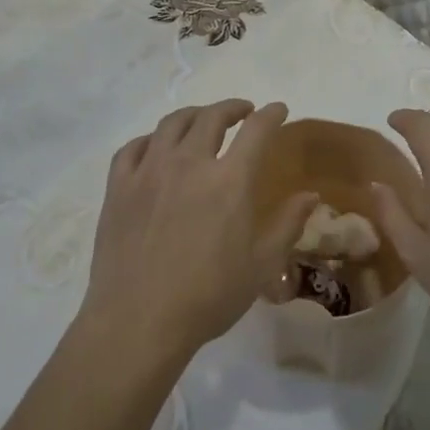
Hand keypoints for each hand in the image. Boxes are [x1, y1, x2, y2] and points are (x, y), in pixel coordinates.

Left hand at [82, 100, 313, 360]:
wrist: (138, 321)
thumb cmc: (208, 297)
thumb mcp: (261, 266)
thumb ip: (287, 224)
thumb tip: (310, 195)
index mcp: (229, 180)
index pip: (256, 130)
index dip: (271, 114)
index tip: (278, 109)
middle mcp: (189, 163)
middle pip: (211, 117)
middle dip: (232, 108)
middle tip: (243, 112)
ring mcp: (149, 171)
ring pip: (172, 123)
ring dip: (194, 115)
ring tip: (202, 121)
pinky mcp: (119, 186)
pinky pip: (134, 147)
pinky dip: (151, 139)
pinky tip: (157, 147)